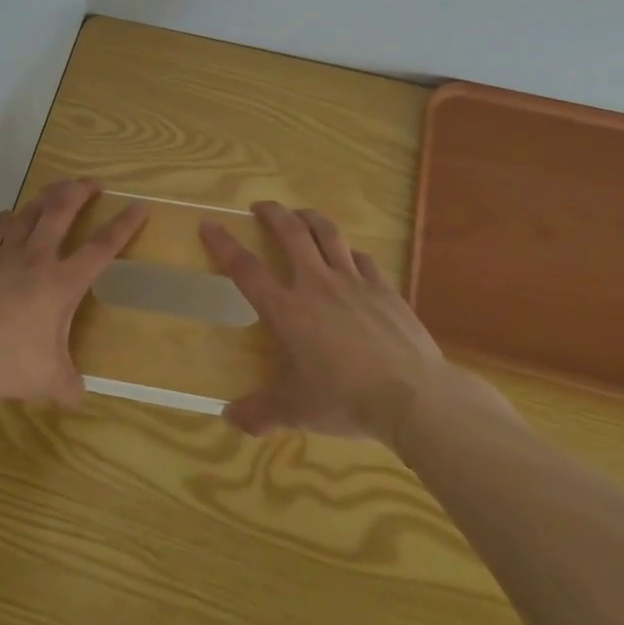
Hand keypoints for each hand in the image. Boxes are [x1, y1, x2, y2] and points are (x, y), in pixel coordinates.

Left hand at [0, 179, 147, 406]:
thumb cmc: (5, 360)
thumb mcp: (46, 380)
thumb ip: (67, 386)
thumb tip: (79, 399)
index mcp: (61, 282)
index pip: (101, 247)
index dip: (123, 226)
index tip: (139, 206)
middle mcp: (35, 258)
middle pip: (62, 211)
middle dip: (81, 192)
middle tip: (93, 182)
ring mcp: (2, 253)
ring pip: (28, 212)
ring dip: (46, 197)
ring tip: (56, 191)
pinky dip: (4, 219)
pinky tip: (7, 217)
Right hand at [201, 202, 453, 443]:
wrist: (414, 397)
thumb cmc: (346, 401)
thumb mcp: (297, 412)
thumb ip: (260, 412)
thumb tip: (228, 418)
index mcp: (288, 310)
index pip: (246, 269)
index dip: (224, 245)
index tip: (210, 224)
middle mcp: (317, 285)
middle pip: (292, 233)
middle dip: (273, 213)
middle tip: (261, 205)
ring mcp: (355, 282)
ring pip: (329, 234)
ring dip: (311, 218)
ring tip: (301, 214)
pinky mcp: (385, 289)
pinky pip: (363, 259)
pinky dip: (350, 252)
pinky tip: (350, 256)